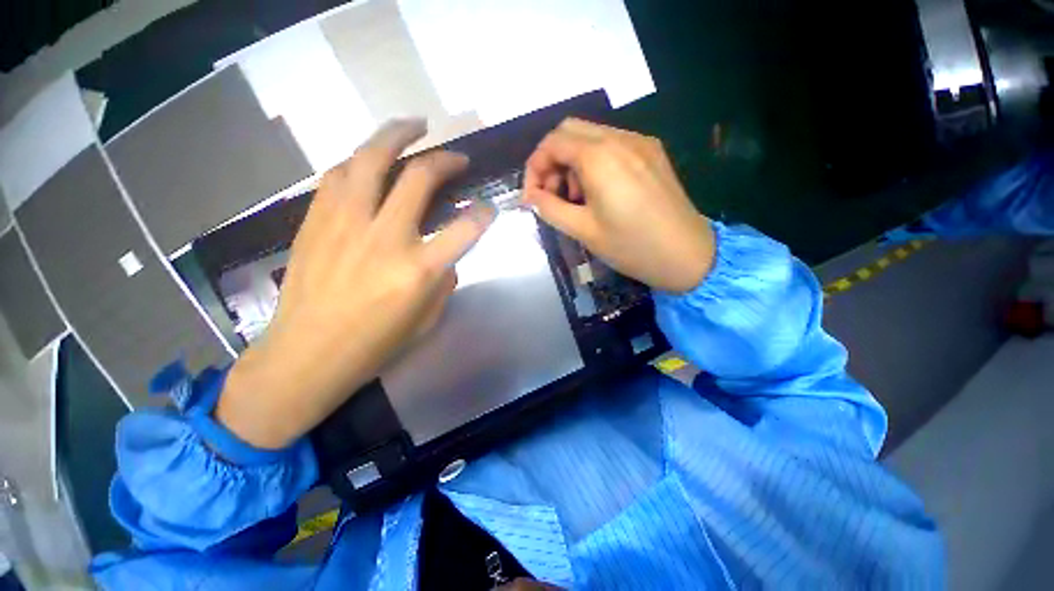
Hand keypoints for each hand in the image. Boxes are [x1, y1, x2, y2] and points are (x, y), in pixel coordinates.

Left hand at [216, 119, 495, 449]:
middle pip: (419, 178)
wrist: (305, 355)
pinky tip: (371, 159)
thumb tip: (445, 256)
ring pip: (370, 159)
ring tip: (413, 126)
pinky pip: (339, 175)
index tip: (488, 209)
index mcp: (418, 270)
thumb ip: (443, 281)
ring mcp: (345, 224)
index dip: (483, 214)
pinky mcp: (316, 221)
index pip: (465, 229)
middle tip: (457, 157)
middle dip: (445, 161)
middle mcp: (385, 238)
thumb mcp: (427, 320)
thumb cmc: (374, 345)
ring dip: (396, 136)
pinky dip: (360, 160)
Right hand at [522, 119, 714, 293]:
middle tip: (553, 195)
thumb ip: (550, 209)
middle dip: (552, 161)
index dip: (534, 167)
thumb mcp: (583, 231)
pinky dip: (594, 162)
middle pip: (569, 131)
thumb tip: (530, 197)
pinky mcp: (652, 152)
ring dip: (573, 162)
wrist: (687, 255)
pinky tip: (600, 192)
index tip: (532, 196)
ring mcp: (640, 142)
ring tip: (577, 199)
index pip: (552, 143)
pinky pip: (612, 145)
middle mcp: (620, 138)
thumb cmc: (631, 247)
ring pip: (590, 136)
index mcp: (599, 157)